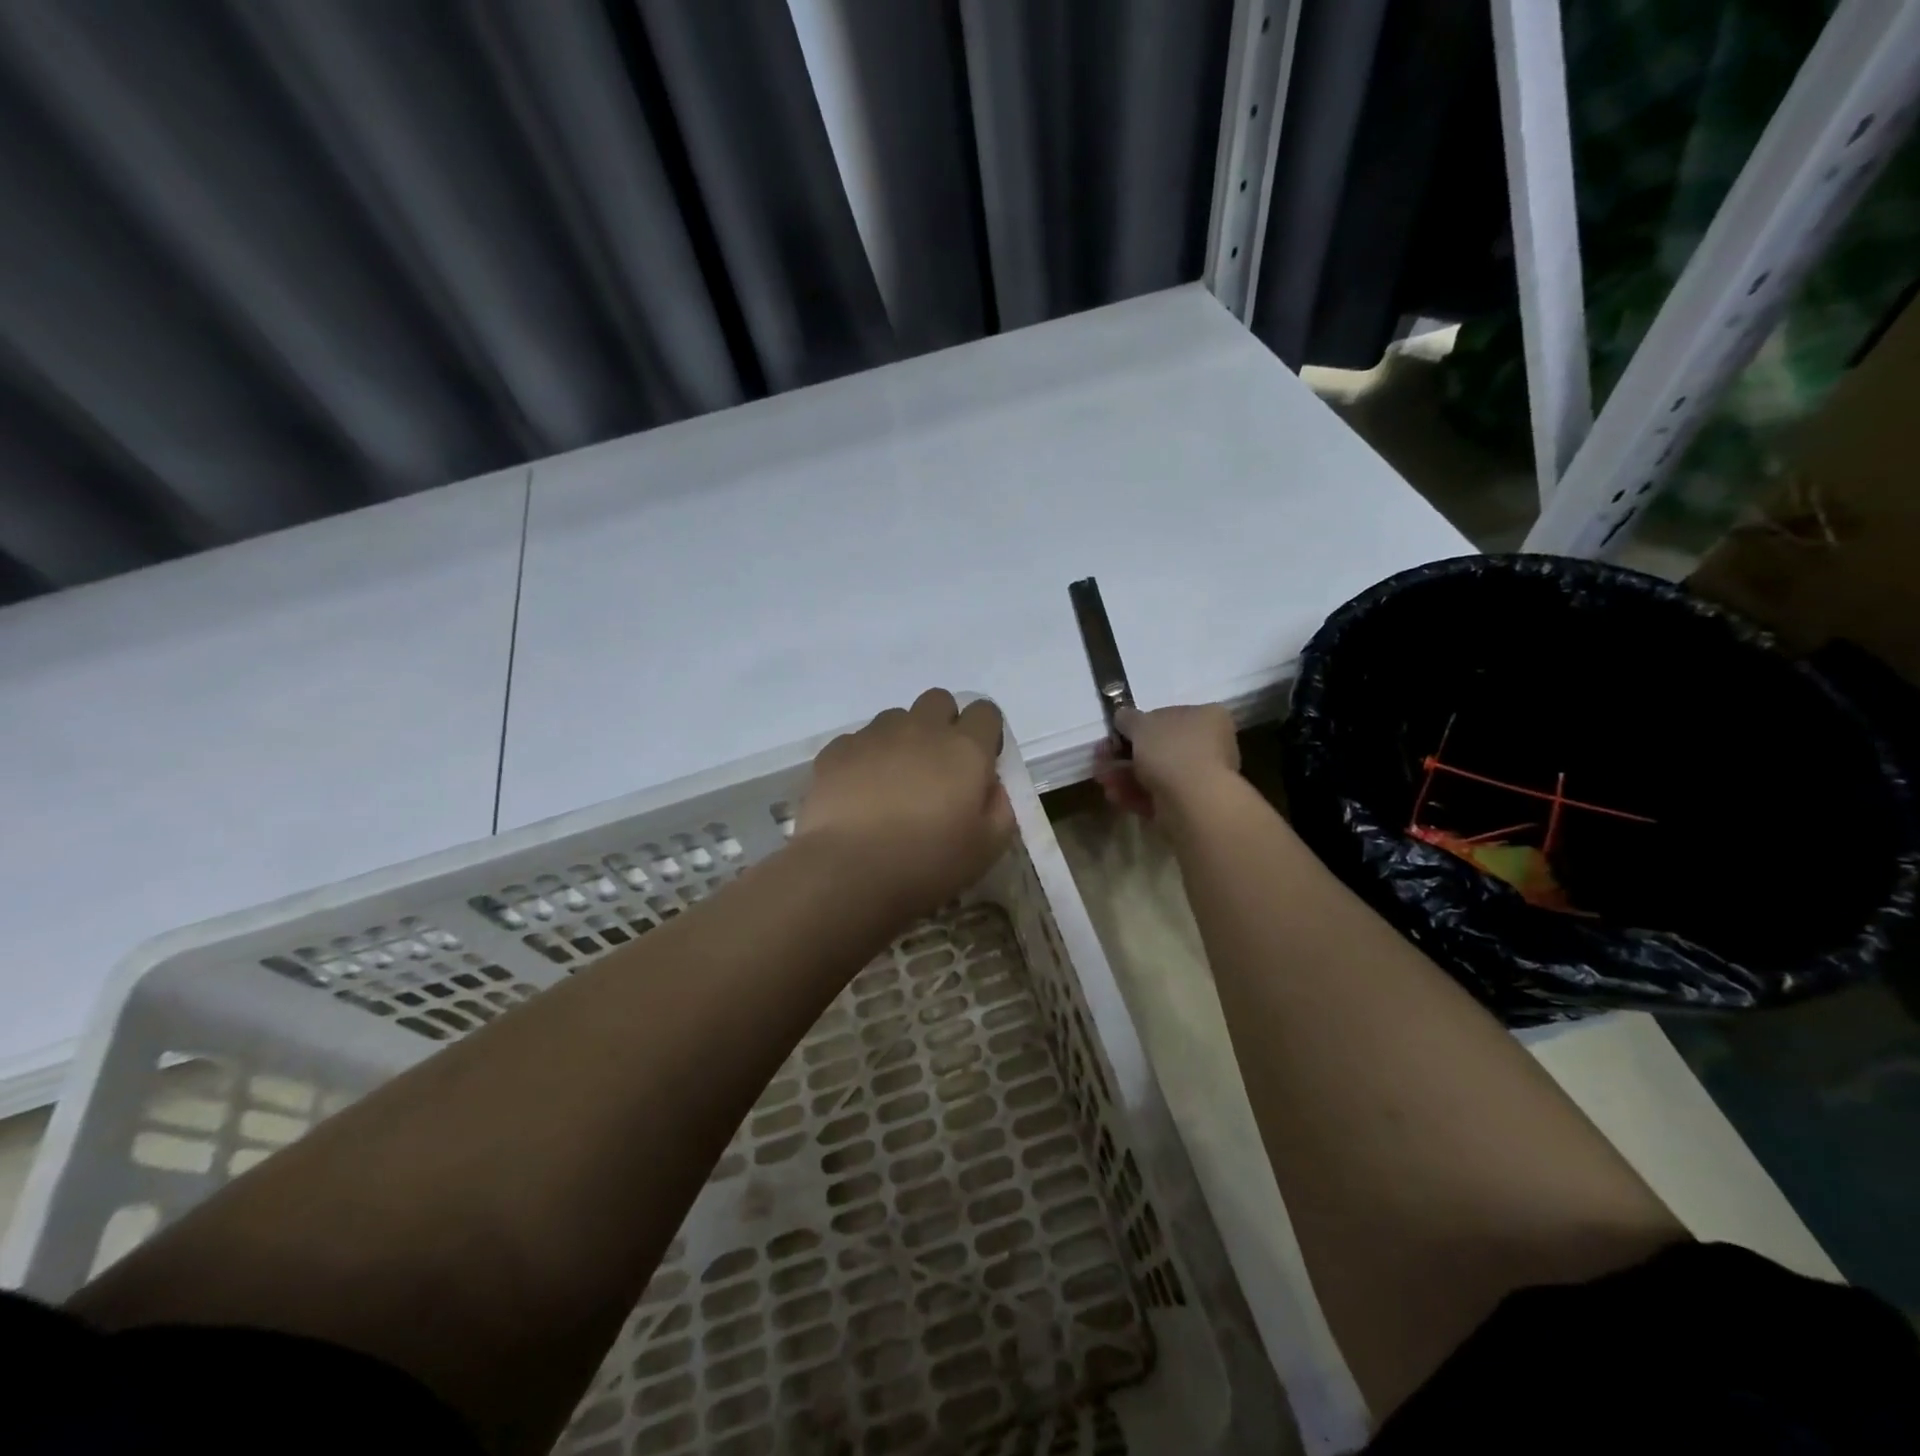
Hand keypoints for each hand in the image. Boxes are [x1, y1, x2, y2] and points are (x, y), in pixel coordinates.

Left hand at [798, 689, 1016, 916]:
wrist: (849, 871)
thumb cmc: (927, 862)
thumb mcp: (987, 847)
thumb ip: (1000, 807)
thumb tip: (991, 786)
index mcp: (965, 748)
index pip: (985, 712)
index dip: (985, 734)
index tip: (978, 766)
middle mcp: (921, 728)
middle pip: (939, 700)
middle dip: (943, 724)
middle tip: (937, 768)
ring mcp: (875, 735)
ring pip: (897, 718)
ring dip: (903, 739)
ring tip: (893, 783)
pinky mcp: (837, 749)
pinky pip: (859, 740)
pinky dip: (865, 758)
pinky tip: (859, 793)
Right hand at [1097, 703, 1240, 816]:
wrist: (1193, 802)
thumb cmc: (1171, 750)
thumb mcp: (1141, 723)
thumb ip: (1128, 718)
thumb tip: (1123, 717)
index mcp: (1208, 717)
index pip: (1171, 715)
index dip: (1140, 724)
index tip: (1115, 734)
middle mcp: (1211, 745)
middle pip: (1160, 747)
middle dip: (1125, 754)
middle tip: (1102, 757)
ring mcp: (1203, 778)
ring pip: (1156, 773)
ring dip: (1125, 775)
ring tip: (1102, 779)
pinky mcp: (1192, 806)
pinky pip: (1159, 795)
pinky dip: (1135, 794)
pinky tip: (1115, 795)